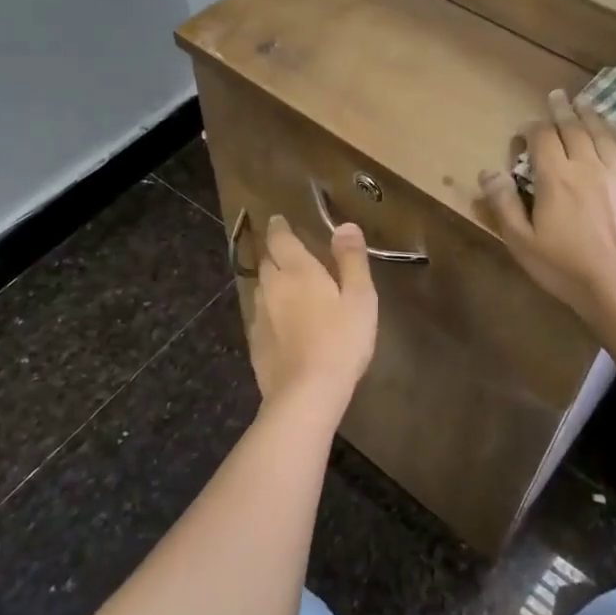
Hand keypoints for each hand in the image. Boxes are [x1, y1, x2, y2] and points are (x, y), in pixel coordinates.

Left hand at [248, 216, 377, 430]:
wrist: (306, 394)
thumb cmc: (340, 341)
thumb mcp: (359, 298)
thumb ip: (351, 259)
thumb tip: (344, 225)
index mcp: (297, 271)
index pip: (280, 239)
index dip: (279, 227)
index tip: (278, 220)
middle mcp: (272, 287)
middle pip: (267, 261)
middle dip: (274, 252)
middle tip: (286, 251)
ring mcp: (259, 316)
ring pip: (261, 288)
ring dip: (271, 281)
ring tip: (285, 284)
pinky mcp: (256, 343)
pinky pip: (260, 315)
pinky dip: (270, 310)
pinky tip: (281, 323)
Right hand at [479, 91, 615, 331]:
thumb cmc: (565, 269)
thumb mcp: (522, 242)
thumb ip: (504, 204)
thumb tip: (487, 172)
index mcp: (556, 178)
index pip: (542, 138)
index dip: (532, 127)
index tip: (526, 127)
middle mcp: (587, 166)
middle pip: (573, 128)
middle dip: (562, 110)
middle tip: (557, 95)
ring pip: (601, 133)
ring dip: (590, 114)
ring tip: (583, 102)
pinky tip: (612, 129)